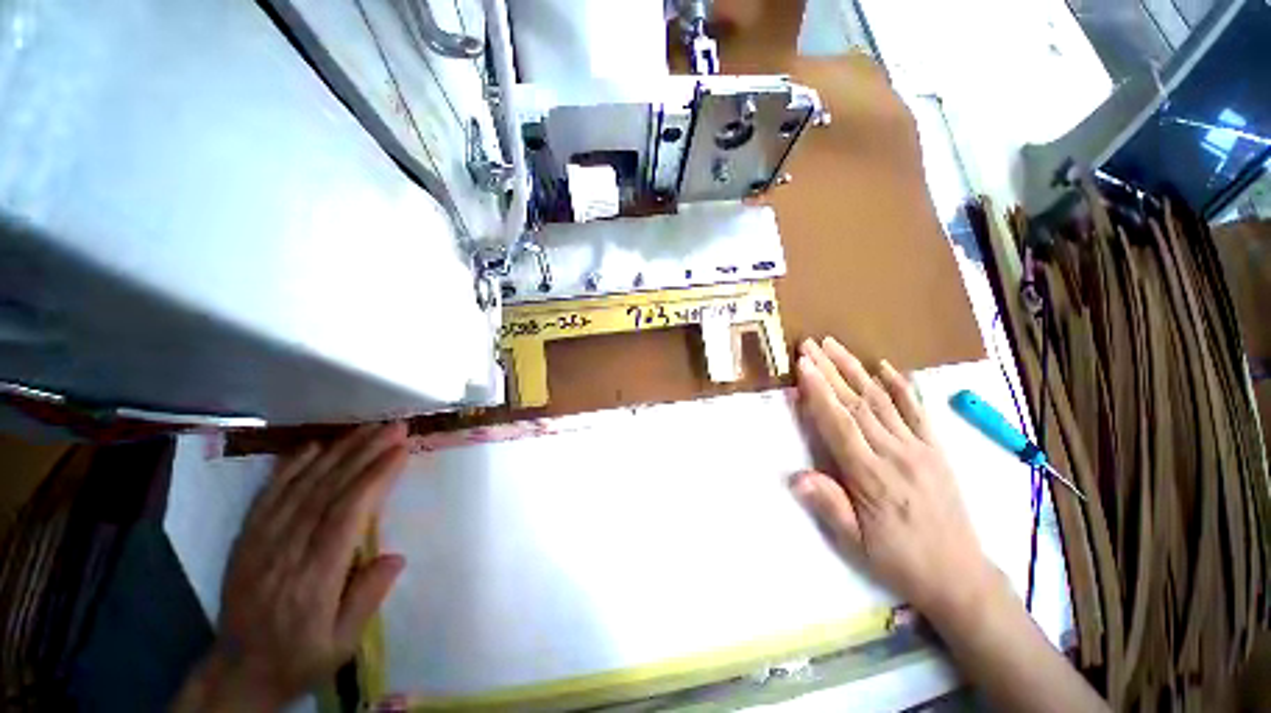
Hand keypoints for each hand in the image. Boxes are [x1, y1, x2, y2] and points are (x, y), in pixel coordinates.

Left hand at [175, 423, 410, 710]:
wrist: (239, 670)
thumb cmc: (300, 656)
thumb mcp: (341, 644)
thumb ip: (367, 599)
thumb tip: (397, 557)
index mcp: (314, 578)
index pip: (347, 515)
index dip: (375, 477)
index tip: (401, 450)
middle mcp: (285, 552)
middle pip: (327, 491)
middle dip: (364, 453)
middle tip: (393, 427)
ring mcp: (261, 542)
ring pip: (302, 486)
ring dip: (337, 452)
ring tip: (367, 429)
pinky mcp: (247, 538)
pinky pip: (269, 495)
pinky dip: (291, 466)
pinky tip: (313, 447)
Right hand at [791, 338, 996, 624]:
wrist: (958, 575)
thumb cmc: (898, 559)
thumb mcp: (856, 543)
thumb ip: (828, 505)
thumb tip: (795, 477)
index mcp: (871, 476)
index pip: (839, 423)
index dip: (819, 391)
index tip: (803, 364)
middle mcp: (895, 453)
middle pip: (856, 403)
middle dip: (829, 369)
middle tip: (810, 344)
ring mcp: (919, 448)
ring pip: (882, 399)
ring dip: (855, 369)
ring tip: (834, 345)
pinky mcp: (936, 448)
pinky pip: (917, 410)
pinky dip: (900, 385)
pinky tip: (884, 366)